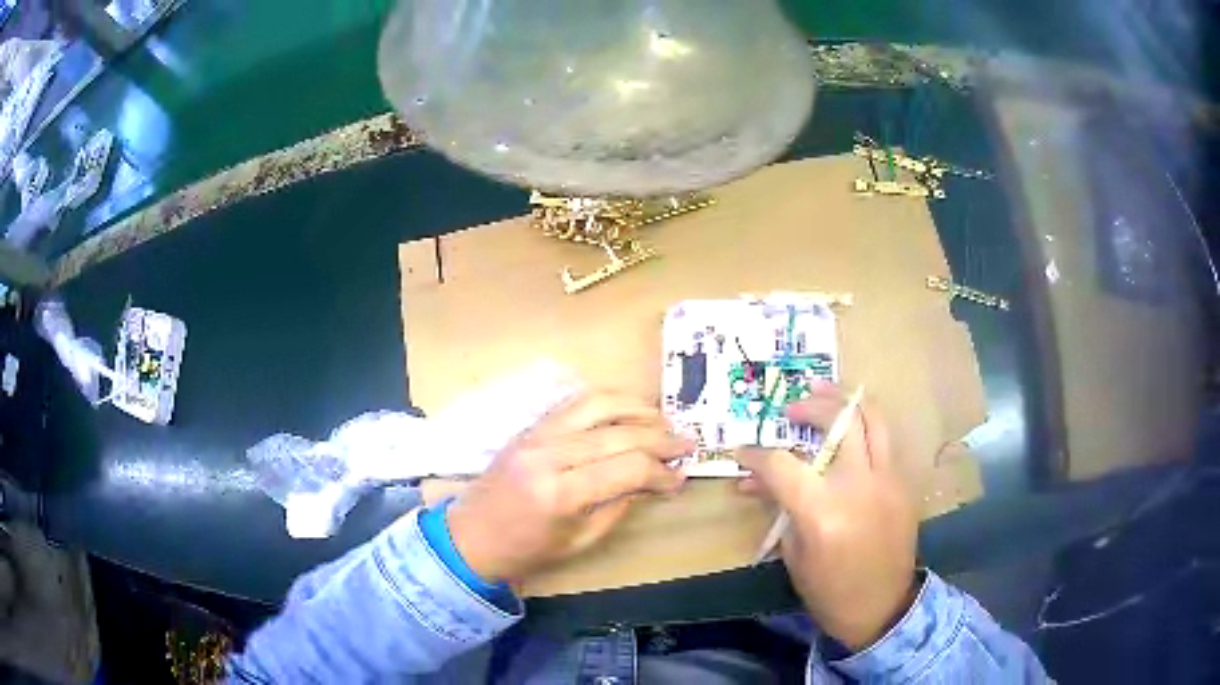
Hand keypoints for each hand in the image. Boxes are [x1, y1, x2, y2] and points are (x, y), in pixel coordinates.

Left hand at [447, 391, 689, 583]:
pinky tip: (628, 411)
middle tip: (687, 445)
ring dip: (637, 408)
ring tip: (664, 421)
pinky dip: (608, 401)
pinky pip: (575, 403)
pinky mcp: (530, 426)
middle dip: (660, 438)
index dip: (661, 472)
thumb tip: (651, 479)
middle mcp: (549, 454)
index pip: (628, 467)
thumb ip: (619, 505)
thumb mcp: (580, 541)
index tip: (680, 479)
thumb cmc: (526, 550)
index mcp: (561, 493)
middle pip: (618, 432)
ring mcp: (536, 434)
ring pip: (597, 403)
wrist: (470, 537)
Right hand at [736, 384, 918, 651]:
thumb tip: (757, 482)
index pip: (782, 464)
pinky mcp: (902, 483)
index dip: (755, 455)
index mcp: (822, 511)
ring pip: (872, 418)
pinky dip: (864, 426)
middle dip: (810, 408)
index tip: (742, 453)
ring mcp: (887, 479)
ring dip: (845, 400)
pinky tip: (850, 428)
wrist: (882, 607)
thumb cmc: (829, 590)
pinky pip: (884, 441)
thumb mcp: (794, 553)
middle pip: (837, 422)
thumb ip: (780, 508)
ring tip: (824, 393)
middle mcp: (858, 484)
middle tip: (792, 409)